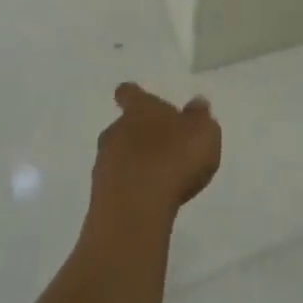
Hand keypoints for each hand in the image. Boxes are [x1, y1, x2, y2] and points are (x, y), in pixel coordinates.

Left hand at [91, 82, 221, 224]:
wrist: (136, 209)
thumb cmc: (174, 159)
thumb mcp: (203, 133)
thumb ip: (199, 117)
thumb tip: (195, 103)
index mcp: (140, 109)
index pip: (128, 93)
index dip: (132, 96)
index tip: (138, 100)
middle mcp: (116, 130)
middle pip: (122, 126)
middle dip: (138, 135)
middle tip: (161, 148)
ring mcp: (103, 163)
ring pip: (117, 156)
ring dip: (133, 163)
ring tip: (158, 178)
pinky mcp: (99, 195)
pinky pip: (116, 184)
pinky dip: (130, 188)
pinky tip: (148, 200)